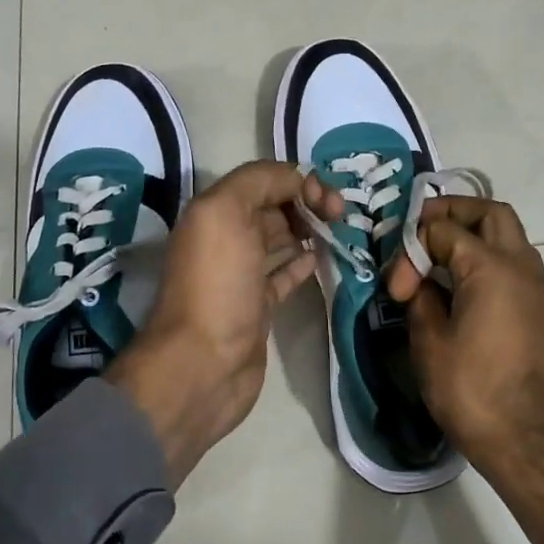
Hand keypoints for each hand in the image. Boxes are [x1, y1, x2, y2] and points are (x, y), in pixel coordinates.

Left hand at [107, 161, 340, 484]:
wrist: (204, 364)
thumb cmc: (217, 285)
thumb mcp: (225, 214)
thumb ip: (258, 182)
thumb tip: (296, 180)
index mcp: (215, 212)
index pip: (263, 179)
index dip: (298, 180)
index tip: (328, 199)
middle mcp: (226, 238)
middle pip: (273, 206)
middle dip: (307, 201)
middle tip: (340, 214)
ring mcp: (243, 274)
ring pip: (281, 238)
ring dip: (309, 228)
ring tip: (340, 229)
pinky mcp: (258, 306)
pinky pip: (284, 274)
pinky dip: (302, 262)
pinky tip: (321, 258)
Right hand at [384, 197, 543, 543]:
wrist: (526, 439)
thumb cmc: (472, 390)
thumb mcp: (429, 341)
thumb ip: (420, 297)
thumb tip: (417, 281)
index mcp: (491, 267)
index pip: (444, 229)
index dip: (412, 250)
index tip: (396, 287)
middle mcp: (519, 265)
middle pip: (489, 213)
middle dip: (452, 213)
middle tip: (420, 231)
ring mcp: (533, 285)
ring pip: (505, 233)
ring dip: (471, 232)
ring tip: (434, 254)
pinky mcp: (534, 305)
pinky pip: (510, 259)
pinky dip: (483, 254)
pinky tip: (455, 280)